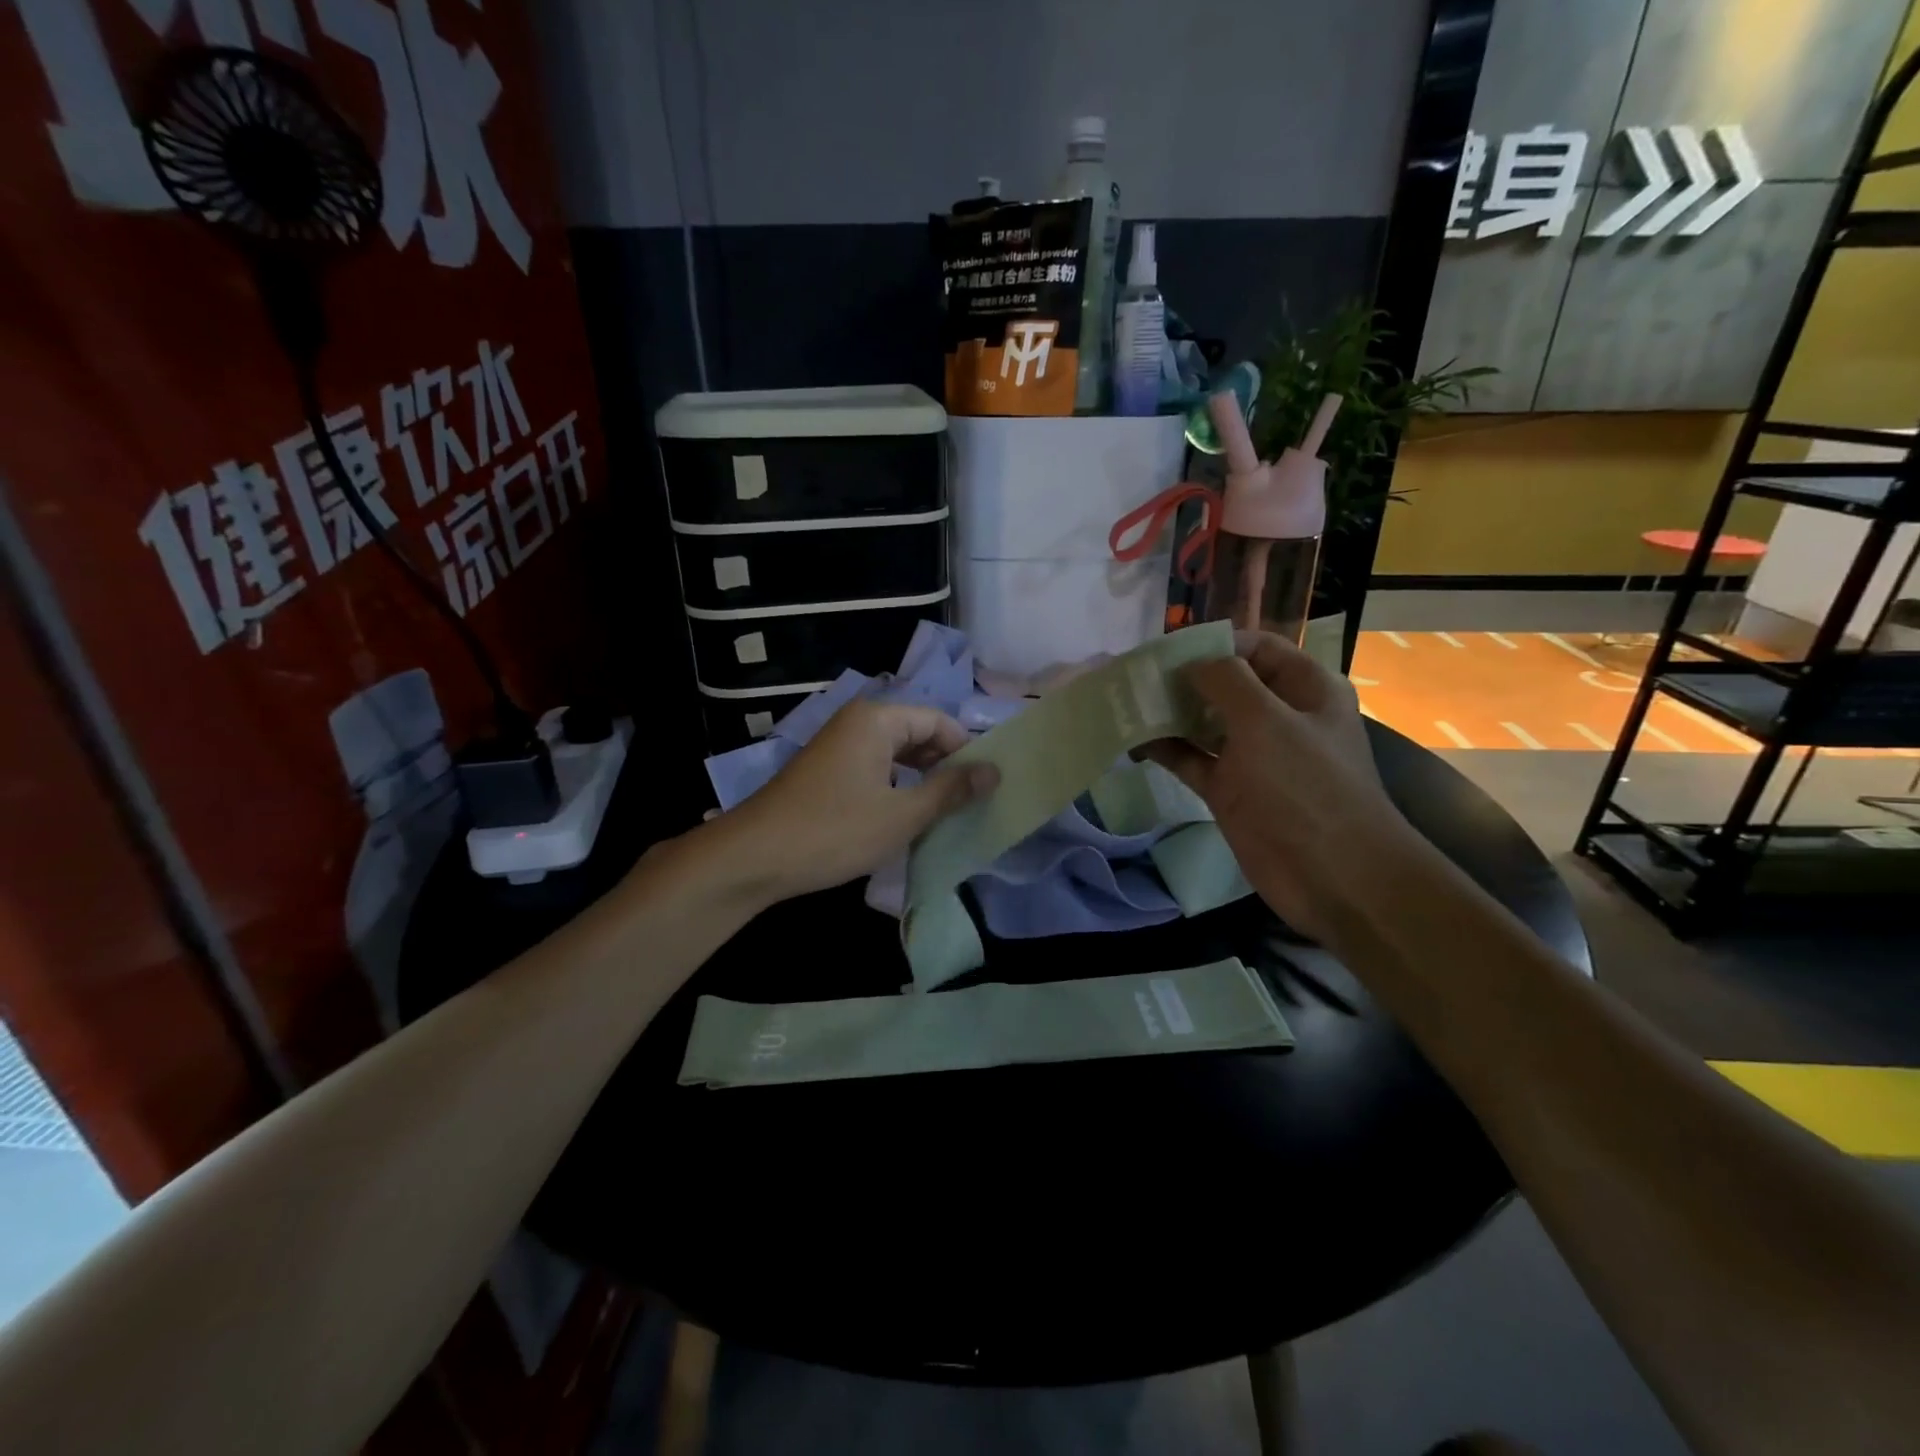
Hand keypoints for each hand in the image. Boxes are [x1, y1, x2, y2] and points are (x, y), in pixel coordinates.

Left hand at [715, 700, 998, 903]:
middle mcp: (857, 722)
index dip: (967, 750)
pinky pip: (874, 767)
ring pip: (896, 753)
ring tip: (942, 813)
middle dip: (944, 765)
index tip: (985, 786)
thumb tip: (994, 771)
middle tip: (968, 803)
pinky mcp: (826, 770)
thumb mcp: (902, 814)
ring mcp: (838, 745)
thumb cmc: (835, 831)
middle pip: (917, 733)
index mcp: (877, 719)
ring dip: (920, 779)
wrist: (754, 857)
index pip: (939, 721)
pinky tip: (903, 816)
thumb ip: (951, 790)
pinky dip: (895, 787)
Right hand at [1145, 631, 1418, 943]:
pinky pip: (1194, 759)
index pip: (1257, 648)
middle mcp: (1279, 716)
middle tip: (1135, 676)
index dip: (1214, 643)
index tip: (1166, 650)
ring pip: (1205, 722)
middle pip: (1226, 684)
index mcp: (1305, 689)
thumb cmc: (1305, 787)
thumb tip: (1189, 663)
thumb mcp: (1266, 720)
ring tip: (1127, 705)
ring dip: (1170, 713)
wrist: (1333, 876)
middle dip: (1183, 678)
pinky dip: (1167, 749)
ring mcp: (1254, 756)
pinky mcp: (1231, 790)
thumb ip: (1225, 680)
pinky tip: (1134, 741)